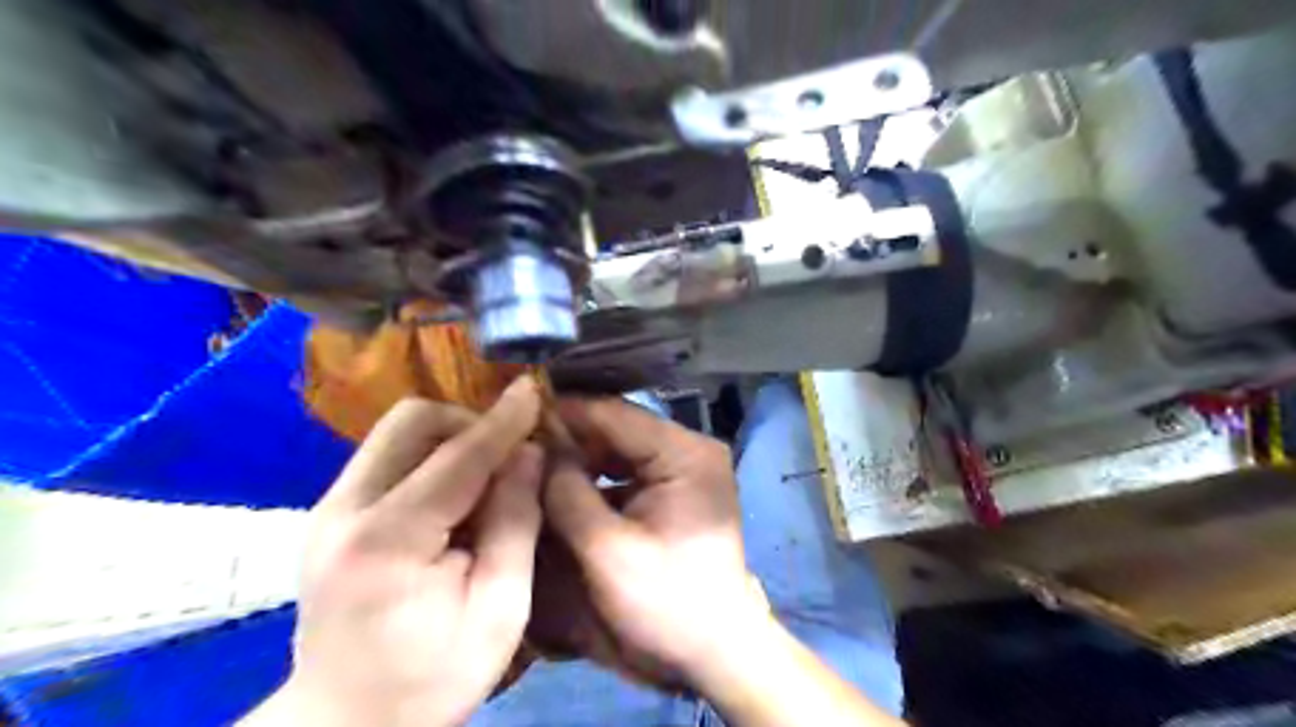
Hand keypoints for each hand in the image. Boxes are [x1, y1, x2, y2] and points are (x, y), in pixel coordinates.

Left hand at [242, 378, 541, 726]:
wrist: (344, 725)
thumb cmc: (431, 679)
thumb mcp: (499, 611)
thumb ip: (516, 525)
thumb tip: (529, 455)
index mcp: (386, 542)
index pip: (456, 457)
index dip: (502, 421)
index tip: (534, 391)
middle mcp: (343, 510)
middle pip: (410, 422)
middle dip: (468, 423)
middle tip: (505, 458)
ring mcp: (327, 509)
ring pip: (396, 432)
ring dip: (449, 439)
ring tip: (484, 480)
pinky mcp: (329, 513)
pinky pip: (388, 456)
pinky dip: (429, 458)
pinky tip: (453, 497)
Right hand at [540, 399, 760, 681]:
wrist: (716, 652)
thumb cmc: (667, 604)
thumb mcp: (607, 551)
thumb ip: (567, 493)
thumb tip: (533, 449)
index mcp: (684, 453)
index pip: (615, 415)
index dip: (563, 414)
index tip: (514, 417)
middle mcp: (690, 449)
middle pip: (618, 430)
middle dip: (569, 440)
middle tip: (517, 447)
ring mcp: (685, 470)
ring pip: (619, 451)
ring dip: (580, 459)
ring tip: (532, 467)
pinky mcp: (676, 492)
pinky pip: (628, 473)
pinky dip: (596, 480)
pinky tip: (562, 490)